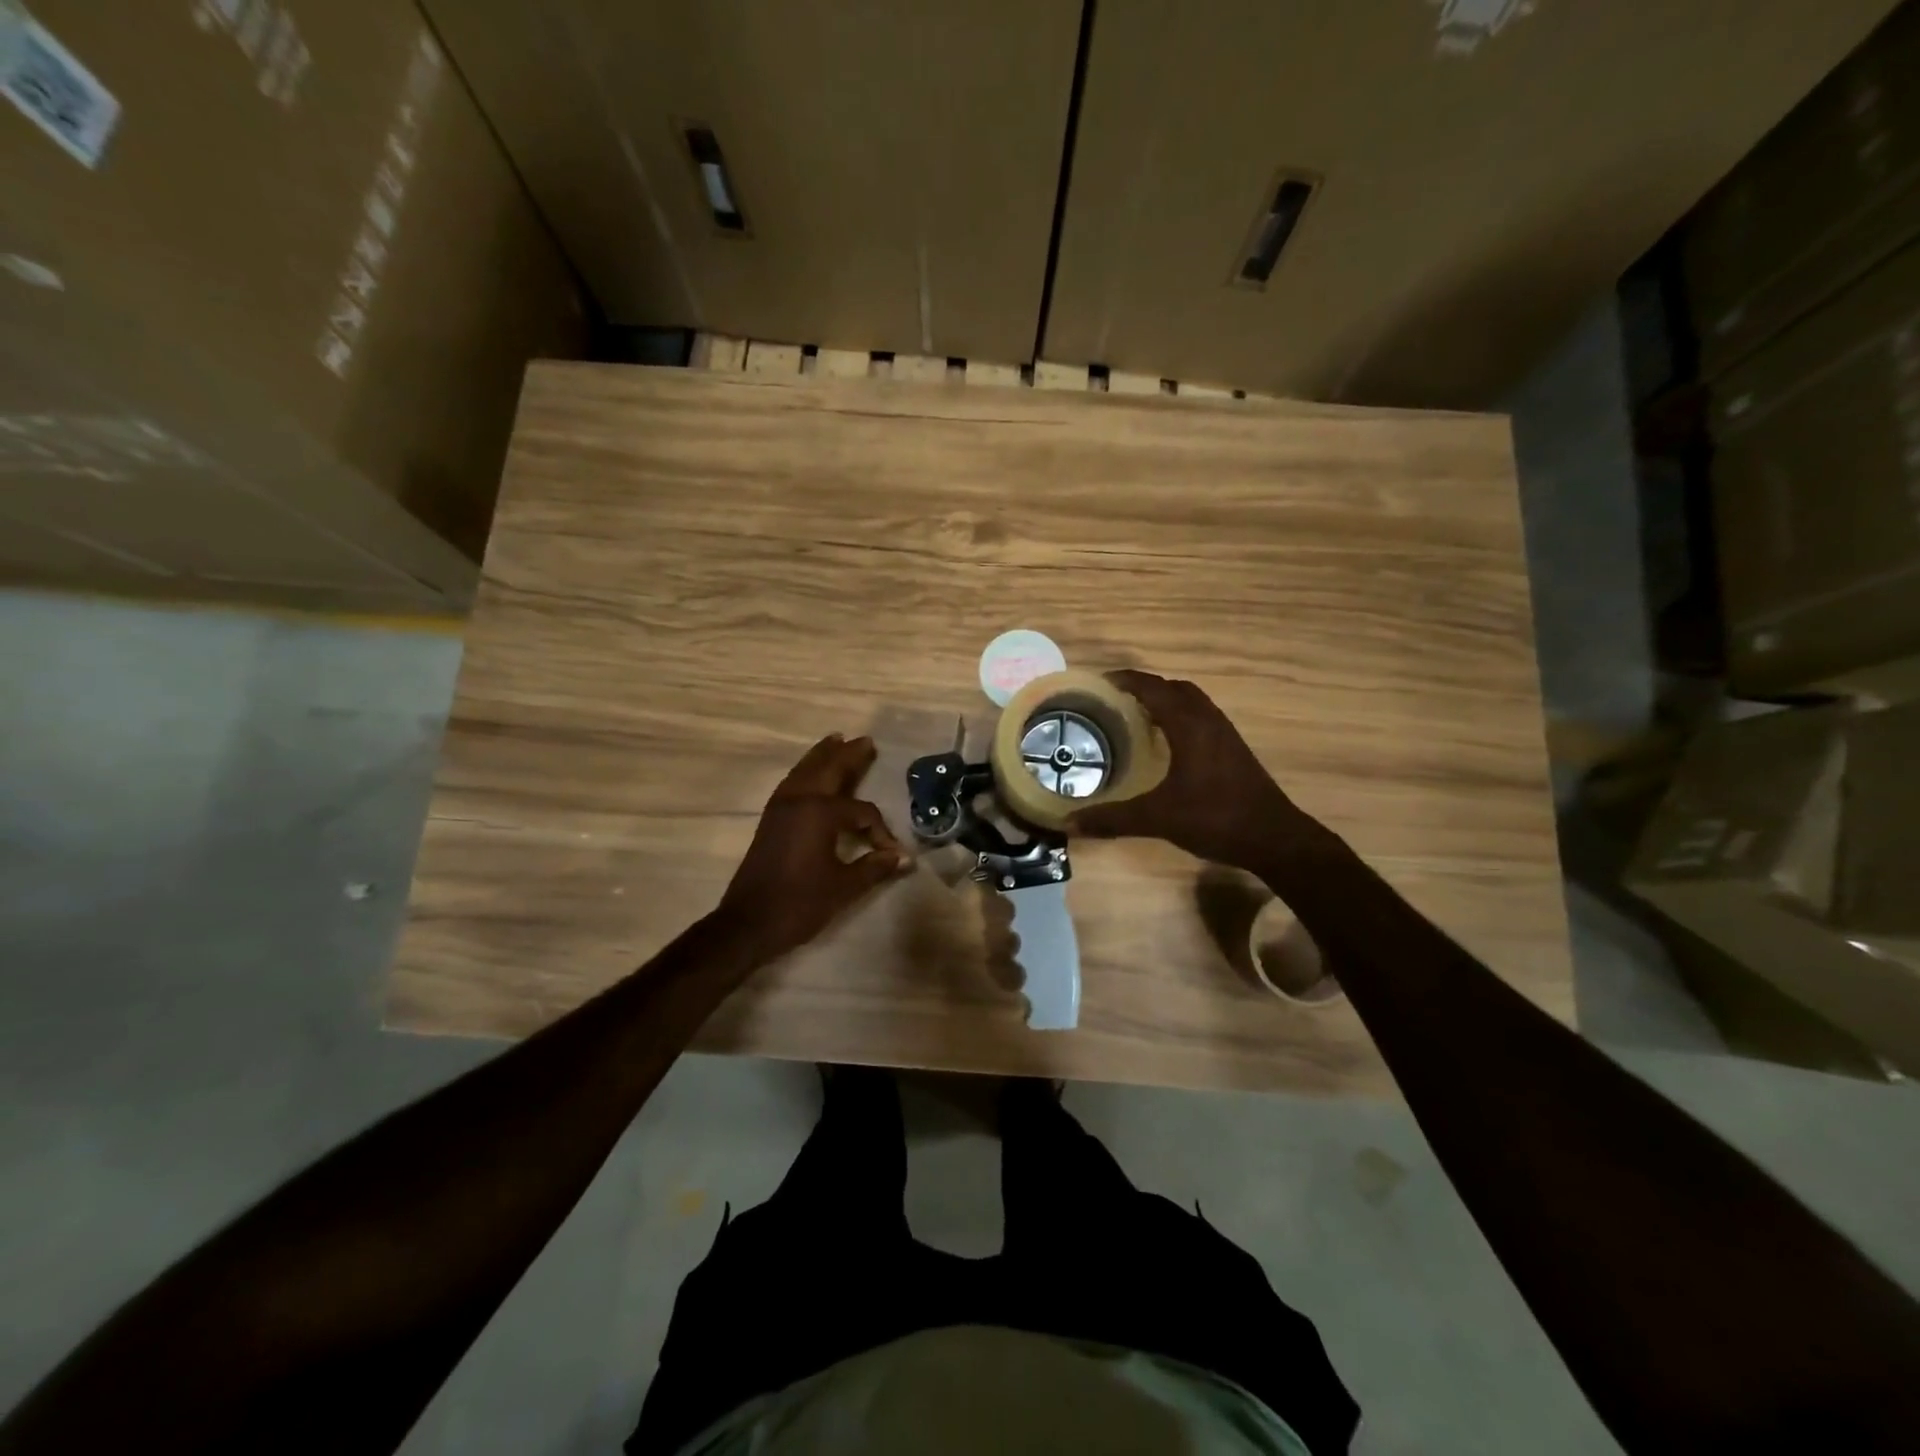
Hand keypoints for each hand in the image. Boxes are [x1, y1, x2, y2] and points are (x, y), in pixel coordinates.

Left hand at [716, 734, 910, 964]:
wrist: (747, 924)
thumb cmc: (799, 904)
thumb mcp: (844, 887)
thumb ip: (874, 867)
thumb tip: (904, 858)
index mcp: (819, 813)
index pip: (861, 811)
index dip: (880, 830)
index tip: (891, 852)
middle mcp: (798, 801)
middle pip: (828, 770)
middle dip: (848, 756)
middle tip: (865, 741)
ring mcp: (780, 808)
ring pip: (805, 771)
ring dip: (822, 756)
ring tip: (836, 740)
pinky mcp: (770, 819)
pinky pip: (792, 783)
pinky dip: (805, 771)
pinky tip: (810, 774)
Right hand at [1068, 670, 1309, 868]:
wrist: (1274, 838)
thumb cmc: (1216, 818)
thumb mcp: (1158, 818)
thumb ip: (1113, 818)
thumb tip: (1070, 823)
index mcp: (1189, 725)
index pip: (1153, 688)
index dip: (1126, 681)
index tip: (1099, 683)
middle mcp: (1208, 721)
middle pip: (1175, 689)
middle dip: (1146, 688)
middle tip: (1116, 701)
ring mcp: (1225, 735)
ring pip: (1192, 703)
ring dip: (1166, 702)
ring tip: (1137, 718)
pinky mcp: (1234, 751)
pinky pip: (1202, 719)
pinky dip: (1180, 719)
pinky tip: (1167, 745)